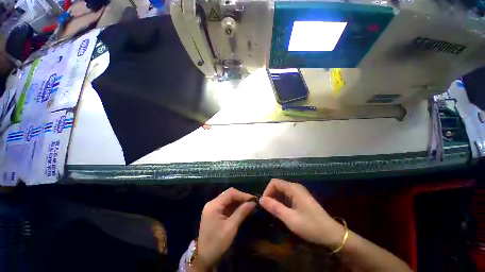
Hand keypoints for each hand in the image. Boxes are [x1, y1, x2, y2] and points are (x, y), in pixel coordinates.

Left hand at [196, 188, 255, 269]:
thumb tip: (253, 203)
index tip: (253, 200)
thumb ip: (242, 212)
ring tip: (249, 206)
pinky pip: (227, 205)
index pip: (230, 193)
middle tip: (252, 203)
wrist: (204, 258)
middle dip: (241, 197)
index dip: (242, 195)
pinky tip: (242, 209)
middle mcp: (212, 203)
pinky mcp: (215, 212)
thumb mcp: (231, 228)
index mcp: (214, 205)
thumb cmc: (217, 243)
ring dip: (239, 202)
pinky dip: (235, 206)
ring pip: (229, 199)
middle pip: (229, 194)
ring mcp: (213, 207)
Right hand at [259, 179, 343, 247]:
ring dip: (275, 198)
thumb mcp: (290, 219)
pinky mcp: (301, 197)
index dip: (267, 191)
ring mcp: (299, 192)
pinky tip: (282, 211)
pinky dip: (281, 201)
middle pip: (277, 185)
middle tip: (268, 209)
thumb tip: (261, 199)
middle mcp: (295, 187)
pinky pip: (287, 195)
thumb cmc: (311, 226)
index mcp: (293, 188)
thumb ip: (275, 208)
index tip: (265, 204)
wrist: (331, 234)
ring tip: (274, 211)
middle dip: (270, 195)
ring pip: (281, 190)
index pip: (274, 182)